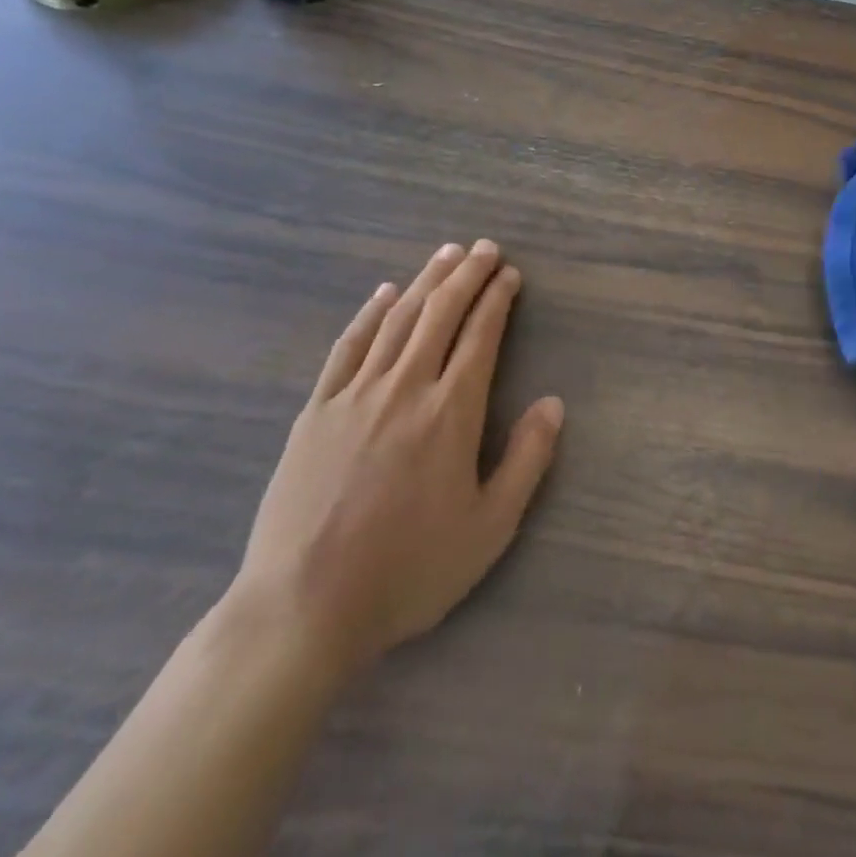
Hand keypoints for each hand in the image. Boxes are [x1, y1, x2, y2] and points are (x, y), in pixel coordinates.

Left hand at [228, 240, 563, 680]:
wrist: (302, 608)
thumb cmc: (408, 570)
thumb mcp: (488, 528)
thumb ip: (526, 460)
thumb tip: (553, 403)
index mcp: (451, 413)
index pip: (481, 336)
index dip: (497, 299)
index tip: (510, 274)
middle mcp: (405, 388)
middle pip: (441, 314)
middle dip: (467, 275)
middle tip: (485, 248)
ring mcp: (355, 395)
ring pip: (397, 320)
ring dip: (426, 281)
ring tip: (446, 254)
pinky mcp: (316, 411)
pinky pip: (348, 347)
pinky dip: (369, 314)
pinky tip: (384, 293)